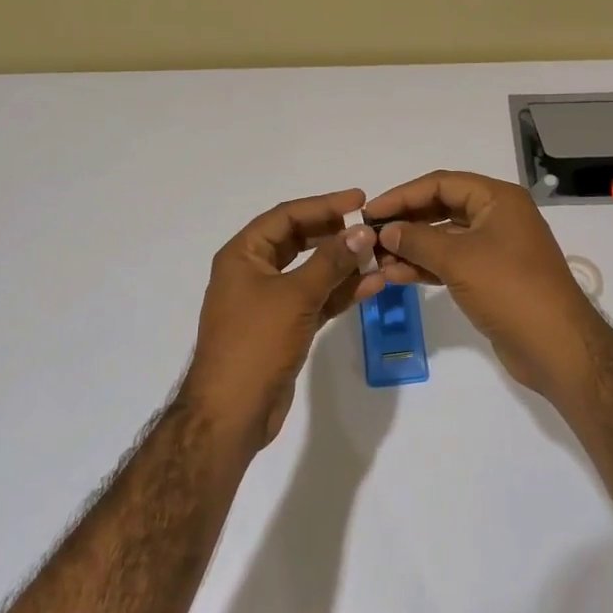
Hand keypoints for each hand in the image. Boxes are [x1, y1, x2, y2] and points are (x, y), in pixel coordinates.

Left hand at [186, 188, 383, 451]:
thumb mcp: (295, 295)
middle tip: (370, 227)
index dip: (323, 205)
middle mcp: (253, 272)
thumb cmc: (256, 343)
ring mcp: (269, 301)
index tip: (360, 200)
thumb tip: (363, 231)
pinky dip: (340, 292)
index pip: (286, 216)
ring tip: (380, 255)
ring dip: (343, 265)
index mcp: (243, 255)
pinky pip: (316, 299)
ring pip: (311, 272)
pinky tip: (373, 285)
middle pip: (299, 241)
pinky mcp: (284, 327)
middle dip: (335, 234)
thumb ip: (331, 261)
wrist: (232, 412)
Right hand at [365, 171, 612, 402]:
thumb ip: (417, 240)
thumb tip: (386, 230)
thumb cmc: (510, 289)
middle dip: (406, 222)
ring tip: (376, 260)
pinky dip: (425, 267)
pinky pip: (451, 263)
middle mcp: (497, 217)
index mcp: (498, 199)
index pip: (441, 184)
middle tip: (369, 236)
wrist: (556, 346)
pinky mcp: (490, 278)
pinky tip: (396, 276)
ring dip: (411, 248)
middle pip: (442, 209)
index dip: (403, 195)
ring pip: (444, 239)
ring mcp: (495, 249)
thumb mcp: (459, 259)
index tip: (370, 211)